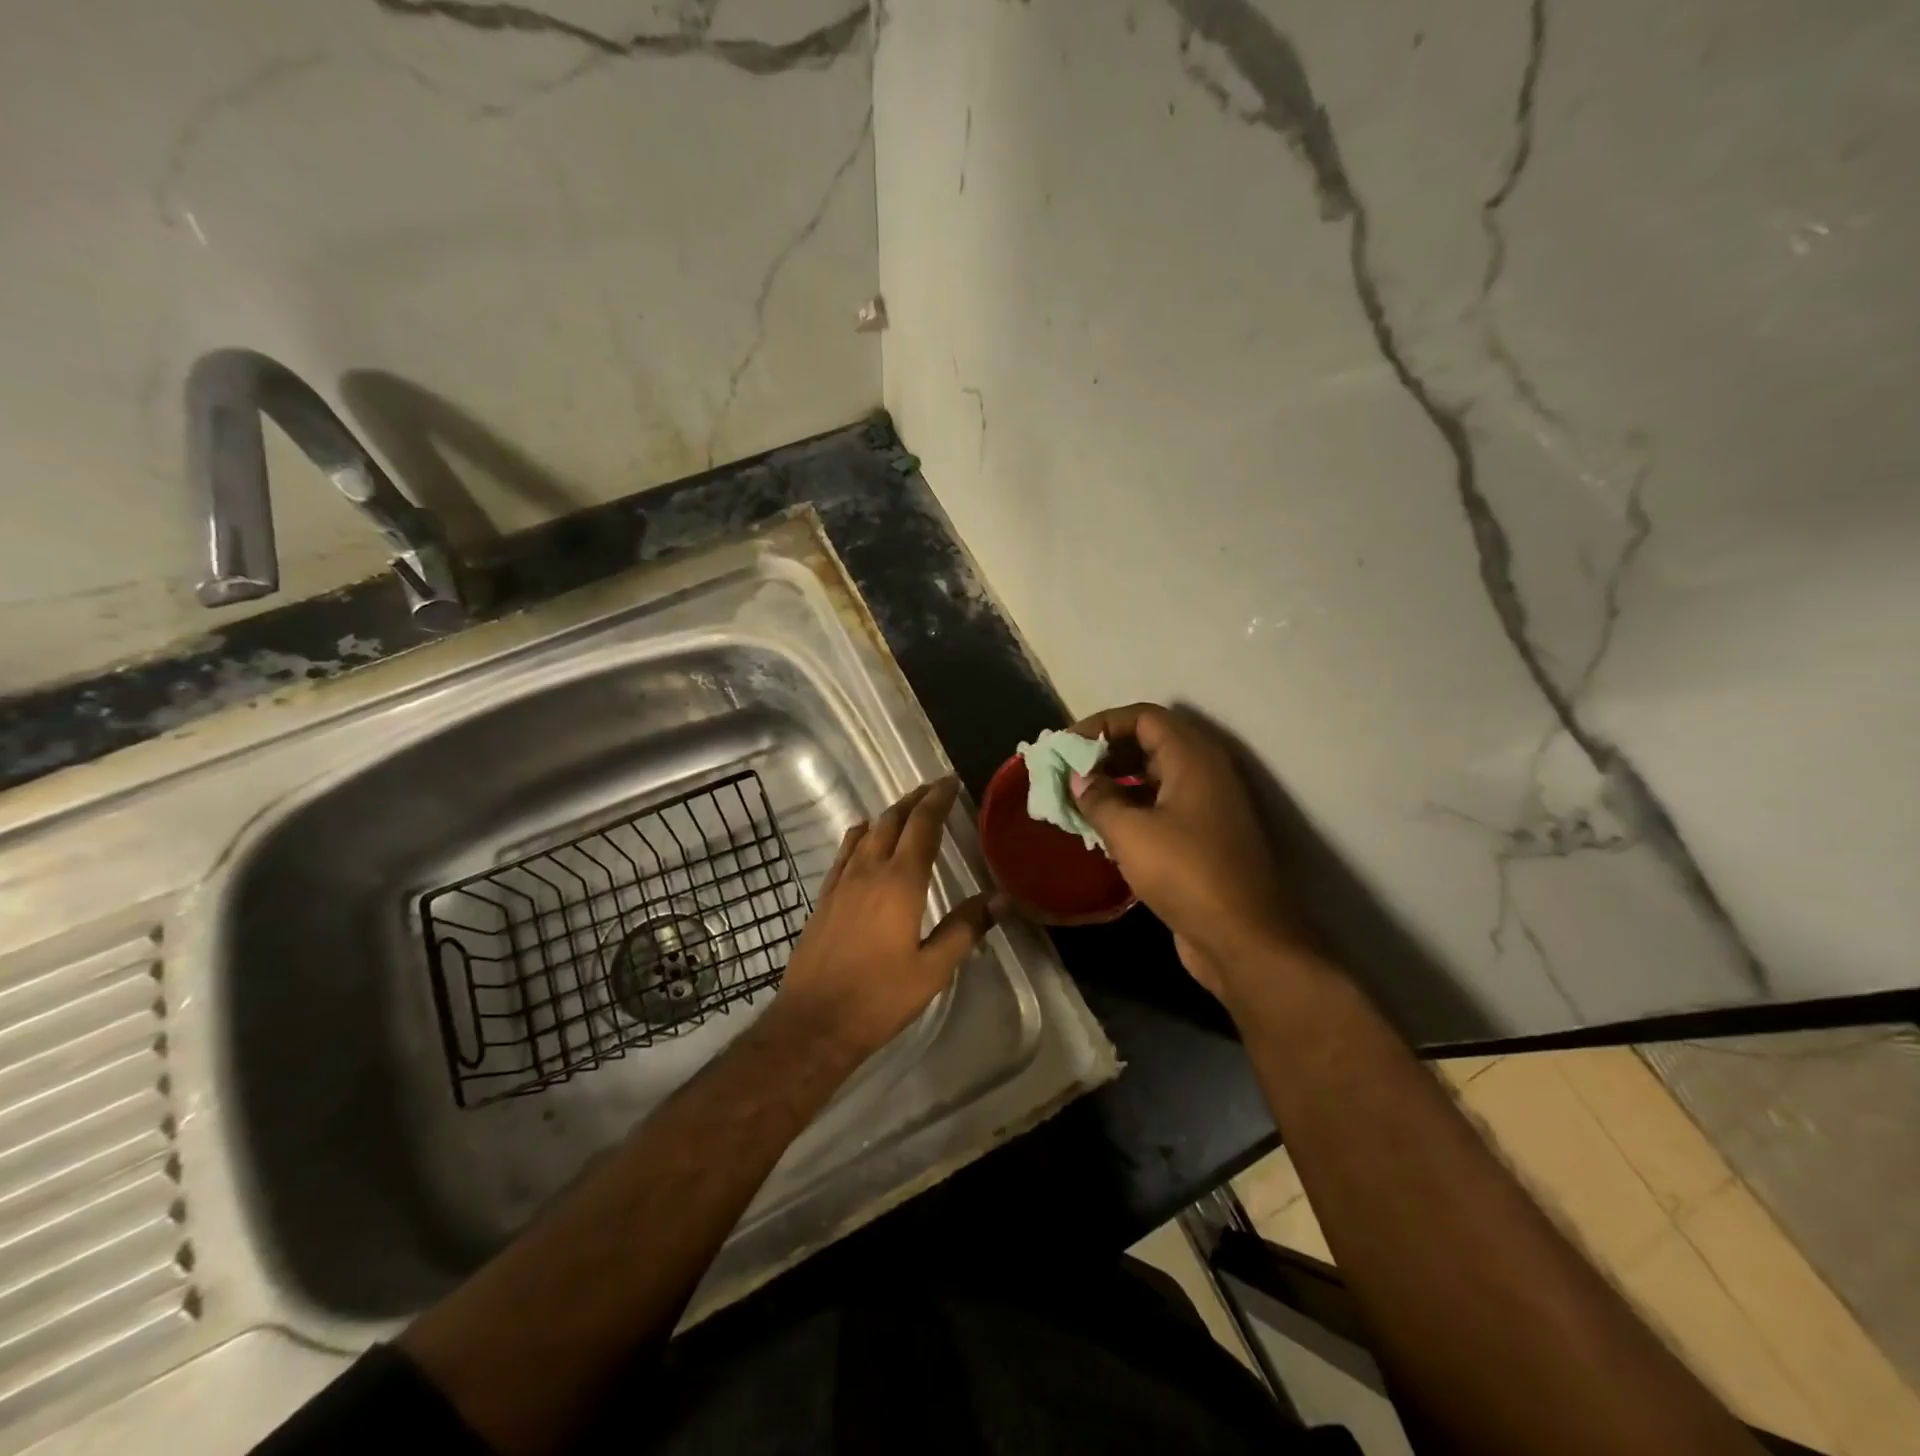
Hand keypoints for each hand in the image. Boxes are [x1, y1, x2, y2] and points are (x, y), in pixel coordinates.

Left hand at [770, 777, 996, 1057]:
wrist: (813, 1022)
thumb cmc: (879, 998)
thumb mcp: (933, 969)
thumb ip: (966, 927)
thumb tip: (1001, 898)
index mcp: (901, 882)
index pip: (922, 825)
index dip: (938, 800)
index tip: (951, 782)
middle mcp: (869, 870)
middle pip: (892, 820)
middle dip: (915, 800)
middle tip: (934, 790)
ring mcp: (842, 881)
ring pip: (866, 831)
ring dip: (889, 814)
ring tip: (907, 810)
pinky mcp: (824, 897)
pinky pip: (845, 851)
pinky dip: (861, 834)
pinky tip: (865, 838)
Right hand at [1068, 703, 1306, 996]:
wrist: (1243, 938)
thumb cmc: (1185, 874)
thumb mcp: (1129, 832)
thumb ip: (1098, 798)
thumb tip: (1078, 779)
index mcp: (1192, 758)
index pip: (1143, 717)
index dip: (1102, 724)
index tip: (1067, 746)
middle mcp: (1204, 772)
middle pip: (1150, 742)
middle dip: (1106, 753)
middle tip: (1068, 771)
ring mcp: (1208, 806)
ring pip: (1154, 777)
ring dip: (1116, 782)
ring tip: (1078, 799)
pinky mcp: (1204, 837)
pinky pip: (1161, 807)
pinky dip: (1131, 808)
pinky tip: (1102, 828)